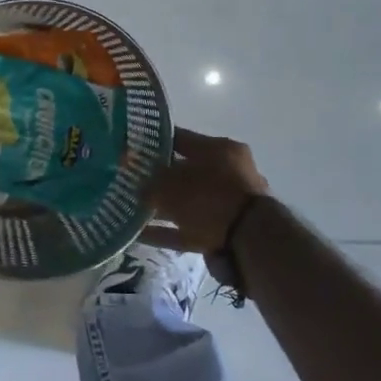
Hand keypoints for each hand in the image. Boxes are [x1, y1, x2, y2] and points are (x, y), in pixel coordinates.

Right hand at [141, 127, 268, 254]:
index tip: (131, 149)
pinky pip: (188, 228)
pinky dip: (167, 231)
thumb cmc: (210, 197)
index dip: (153, 142)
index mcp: (220, 149)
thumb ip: (149, 181)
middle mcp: (228, 172)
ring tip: (132, 209)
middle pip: (185, 171)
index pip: (180, 138)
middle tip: (131, 182)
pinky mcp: (223, 232)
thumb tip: (136, 181)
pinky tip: (141, 234)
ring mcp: (227, 204)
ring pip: (186, 202)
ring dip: (161, 207)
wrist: (249, 241)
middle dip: (157, 178)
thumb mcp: (171, 184)